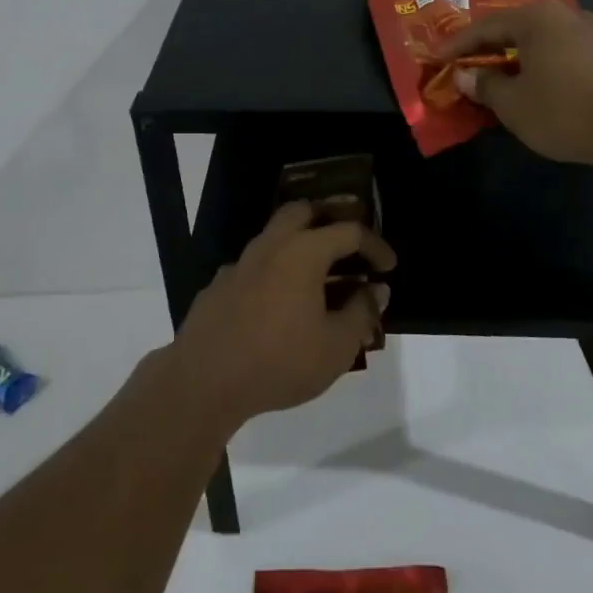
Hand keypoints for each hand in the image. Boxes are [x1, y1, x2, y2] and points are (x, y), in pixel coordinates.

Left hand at [171, 202, 396, 430]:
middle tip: (348, 248)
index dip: (374, 245)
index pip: (347, 231)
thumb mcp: (336, 347)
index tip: (388, 266)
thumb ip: (361, 313)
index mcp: (302, 252)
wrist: (204, 380)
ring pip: (275, 236)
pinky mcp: (220, 284)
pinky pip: (255, 265)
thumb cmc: (279, 361)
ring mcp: (240, 263)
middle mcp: (270, 246)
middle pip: (303, 212)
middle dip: (329, 221)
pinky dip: (275, 272)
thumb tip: (376, 290)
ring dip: (300, 246)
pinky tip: (280, 304)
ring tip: (318, 280)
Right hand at [441, 0, 592, 165]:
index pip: (486, 27)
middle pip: (525, 28)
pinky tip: (587, 74)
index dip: (459, 44)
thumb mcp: (511, 104)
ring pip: (564, 37)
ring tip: (530, 70)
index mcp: (538, 19)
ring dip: (543, 52)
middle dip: (500, 46)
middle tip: (479, 62)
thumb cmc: (562, 112)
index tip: (438, 58)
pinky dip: (586, 62)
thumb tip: (465, 74)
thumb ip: (485, 84)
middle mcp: (572, 16)